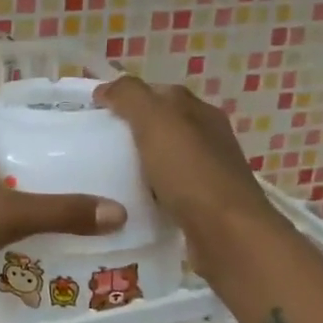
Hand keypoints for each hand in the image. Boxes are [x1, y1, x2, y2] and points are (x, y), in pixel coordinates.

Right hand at [95, 76, 280, 276]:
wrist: (227, 235)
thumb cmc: (190, 172)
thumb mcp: (156, 122)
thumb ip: (130, 97)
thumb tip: (107, 87)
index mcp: (200, 112)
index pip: (159, 92)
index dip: (128, 97)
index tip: (96, 112)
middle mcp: (208, 138)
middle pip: (162, 126)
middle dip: (131, 131)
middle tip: (95, 145)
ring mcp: (208, 173)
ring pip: (164, 159)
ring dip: (139, 164)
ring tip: (105, 175)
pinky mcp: (203, 206)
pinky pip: (167, 190)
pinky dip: (148, 192)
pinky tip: (129, 202)